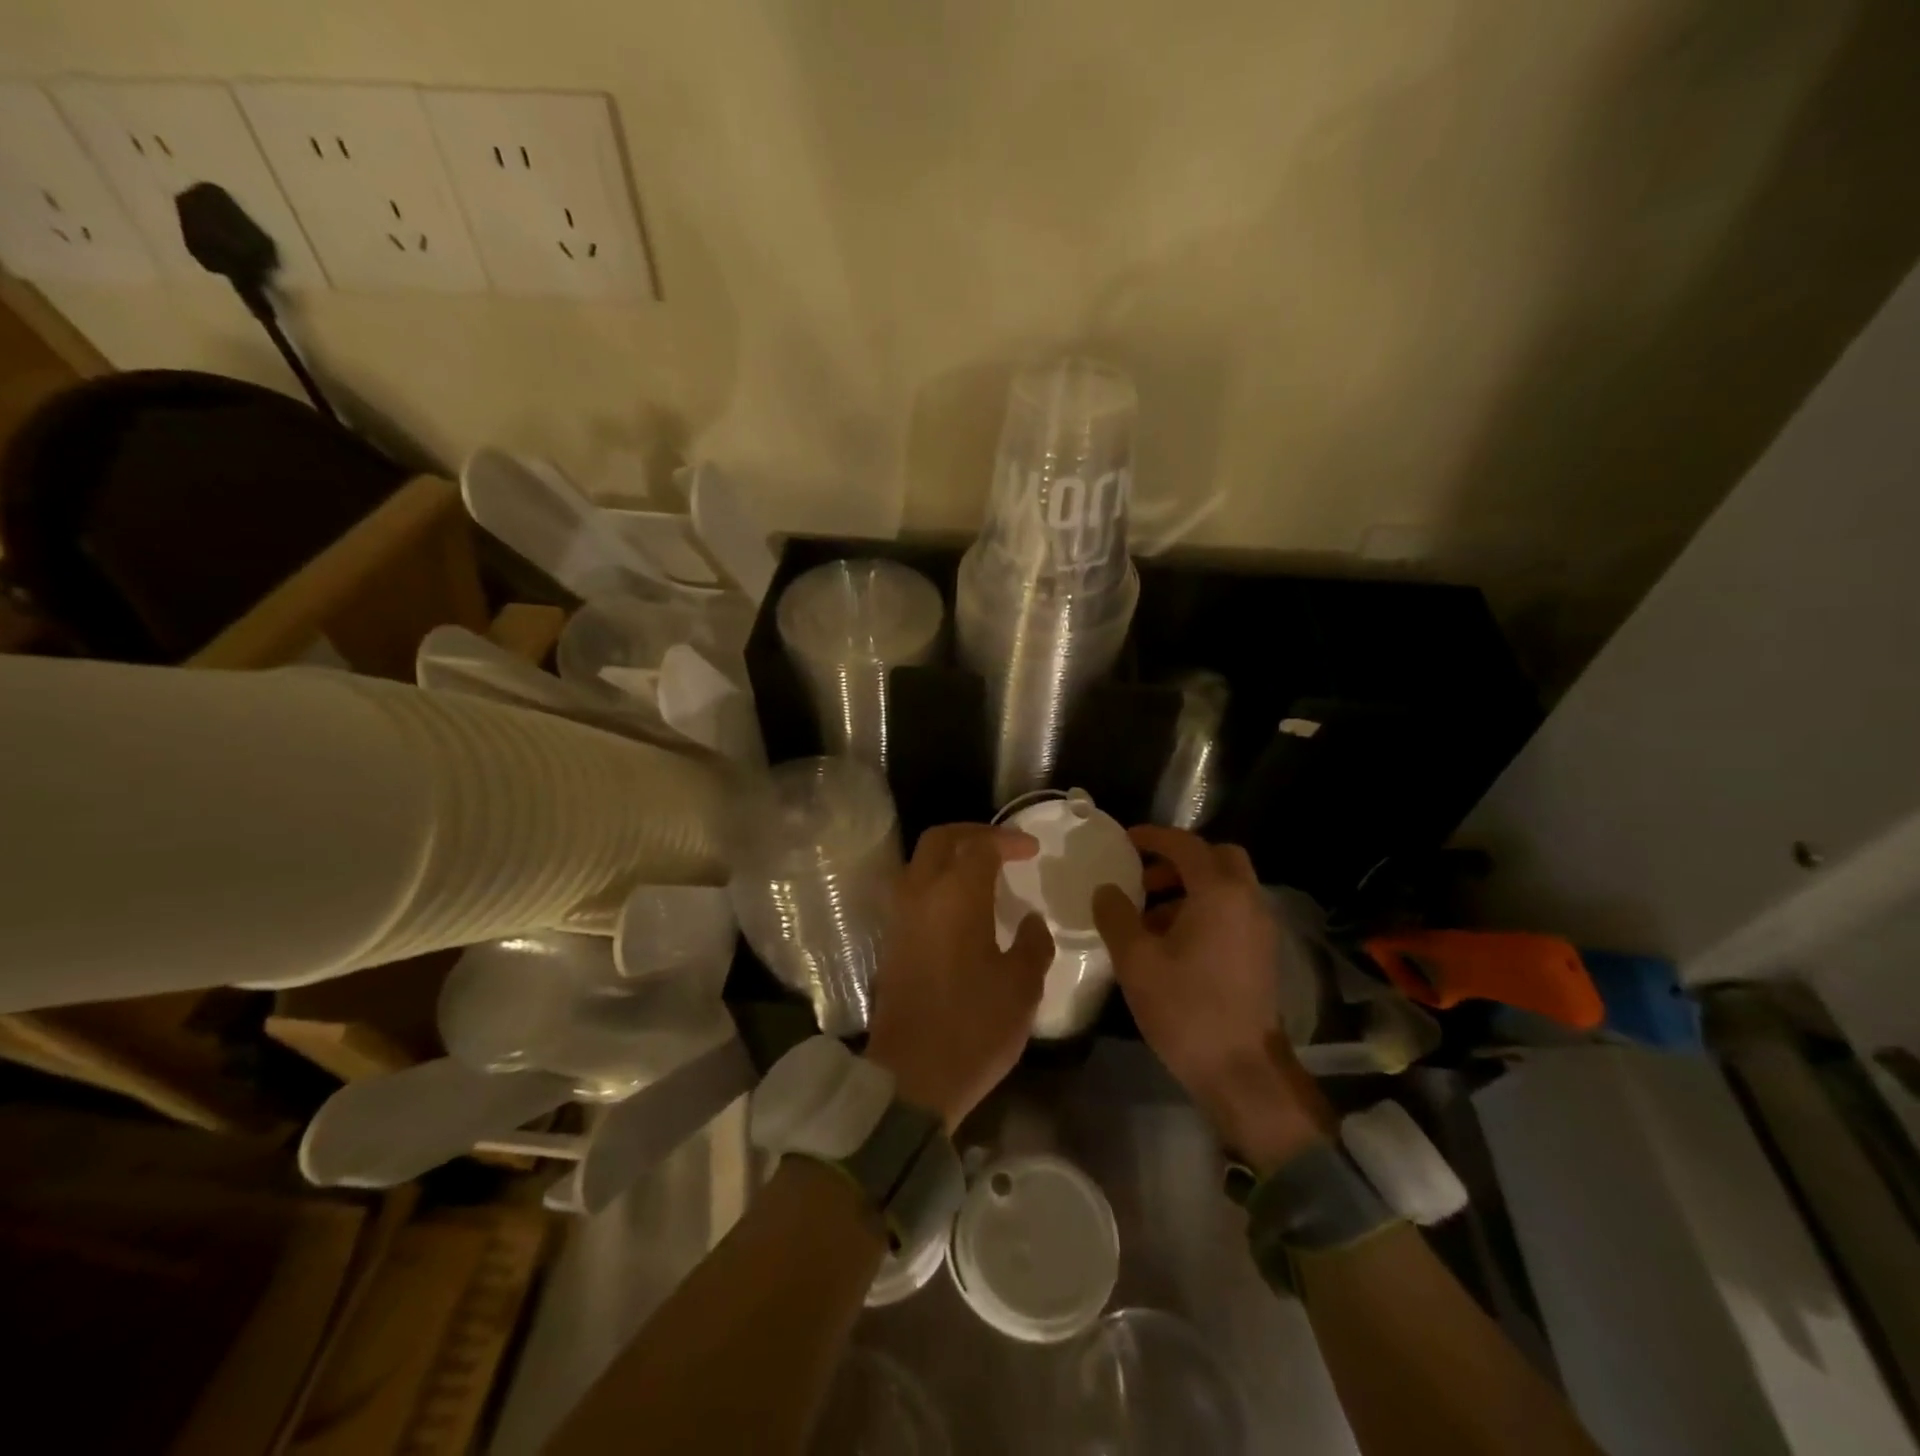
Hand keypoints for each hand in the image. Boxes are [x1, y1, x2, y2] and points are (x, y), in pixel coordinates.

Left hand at [865, 824, 1054, 1131]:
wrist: (911, 1076)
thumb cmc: (974, 1026)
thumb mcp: (1021, 986)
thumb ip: (1031, 943)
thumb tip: (1029, 920)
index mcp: (956, 896)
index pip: (980, 846)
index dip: (1008, 840)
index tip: (1032, 850)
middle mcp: (920, 894)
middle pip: (940, 840)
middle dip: (973, 834)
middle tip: (1003, 846)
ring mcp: (899, 917)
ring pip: (920, 863)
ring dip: (950, 856)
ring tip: (983, 873)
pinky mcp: (891, 941)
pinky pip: (913, 890)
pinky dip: (937, 882)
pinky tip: (962, 907)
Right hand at [1093, 826, 1329, 1171]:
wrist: (1242, 1071)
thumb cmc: (1186, 1009)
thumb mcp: (1136, 961)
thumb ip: (1116, 915)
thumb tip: (1106, 890)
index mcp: (1219, 893)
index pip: (1186, 845)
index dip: (1153, 837)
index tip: (1125, 840)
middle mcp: (1247, 901)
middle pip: (1218, 857)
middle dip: (1181, 859)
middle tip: (1146, 878)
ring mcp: (1260, 928)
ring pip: (1228, 886)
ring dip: (1191, 886)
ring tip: (1150, 915)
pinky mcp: (1262, 953)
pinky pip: (1233, 911)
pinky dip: (1205, 909)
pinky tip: (1173, 942)